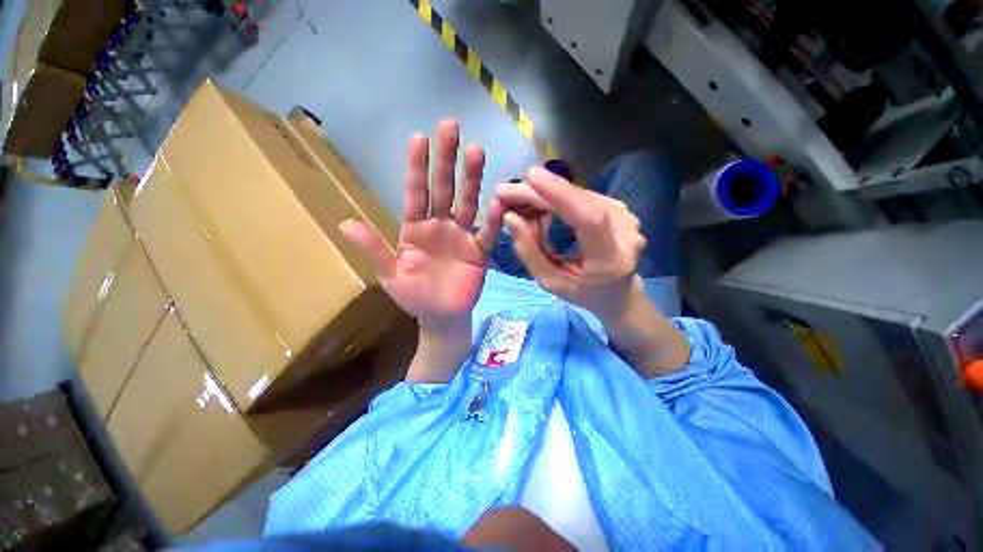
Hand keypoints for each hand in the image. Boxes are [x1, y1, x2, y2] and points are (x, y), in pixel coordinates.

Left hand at [340, 120, 504, 381]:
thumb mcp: (391, 275)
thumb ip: (375, 249)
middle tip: (451, 127)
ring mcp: (462, 237)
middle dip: (446, 159)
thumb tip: (345, 223)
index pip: (415, 192)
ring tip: (476, 151)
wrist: (440, 317)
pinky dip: (492, 220)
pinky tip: (498, 202)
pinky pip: (486, 233)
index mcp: (415, 229)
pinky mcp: (479, 252)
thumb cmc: (414, 296)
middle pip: (443, 189)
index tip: (419, 138)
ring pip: (467, 203)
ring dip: (472, 179)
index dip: (417, 167)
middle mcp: (440, 226)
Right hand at [497, 166, 646, 323]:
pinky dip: (555, 198)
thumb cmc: (583, 293)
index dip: (561, 195)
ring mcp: (625, 216)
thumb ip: (530, 252)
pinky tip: (537, 205)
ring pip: (577, 195)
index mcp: (610, 260)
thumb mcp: (551, 282)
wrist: (618, 291)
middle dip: (539, 193)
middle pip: (579, 201)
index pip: (589, 219)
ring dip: (544, 195)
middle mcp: (625, 232)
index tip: (530, 177)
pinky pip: (580, 196)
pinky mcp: (618, 207)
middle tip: (504, 193)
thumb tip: (510, 217)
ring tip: (517, 203)